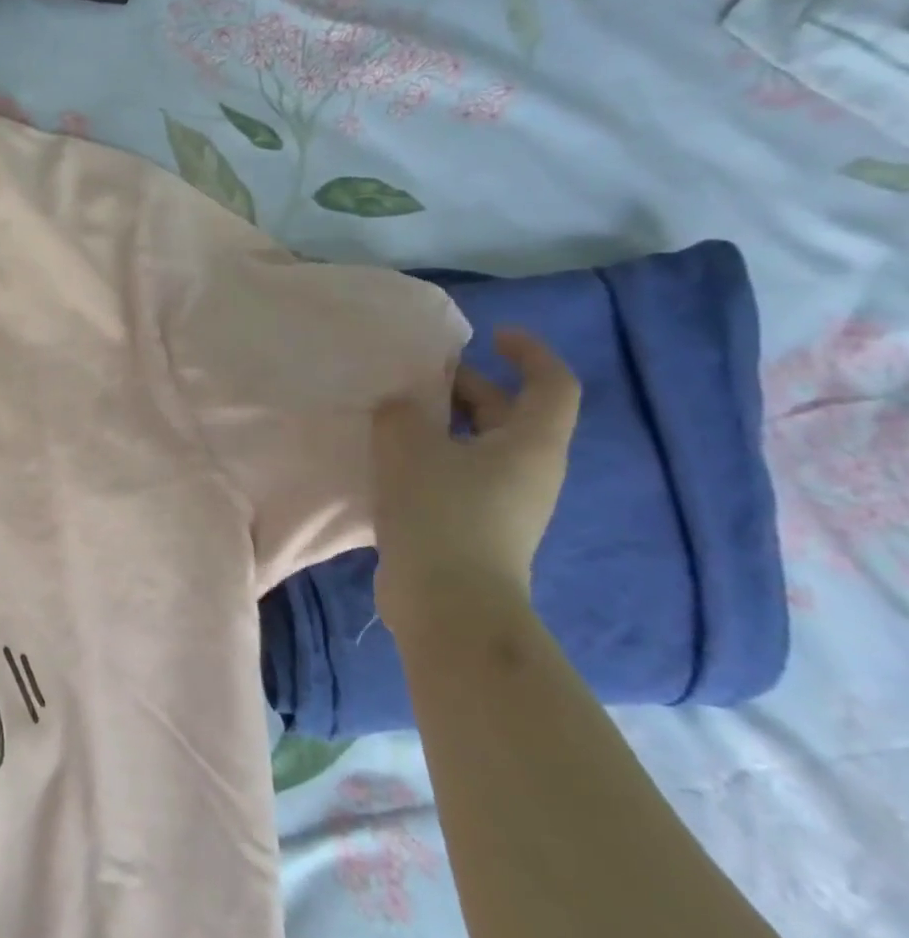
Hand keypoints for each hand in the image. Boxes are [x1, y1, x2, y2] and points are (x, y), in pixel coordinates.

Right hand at [371, 328, 580, 637]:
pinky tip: (386, 459)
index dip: (529, 353)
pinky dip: (429, 456)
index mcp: (529, 443)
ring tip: (391, 413)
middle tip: (416, 374)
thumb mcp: (408, 445)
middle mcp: (527, 470)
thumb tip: (399, 405)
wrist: (448, 602)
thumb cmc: (441, 512)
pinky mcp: (476, 527)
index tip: (492, 335)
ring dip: (439, 423)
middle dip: (465, 386)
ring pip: (475, 445)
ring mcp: (503, 503)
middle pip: (507, 413)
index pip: (551, 384)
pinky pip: (457, 474)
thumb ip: (400, 412)